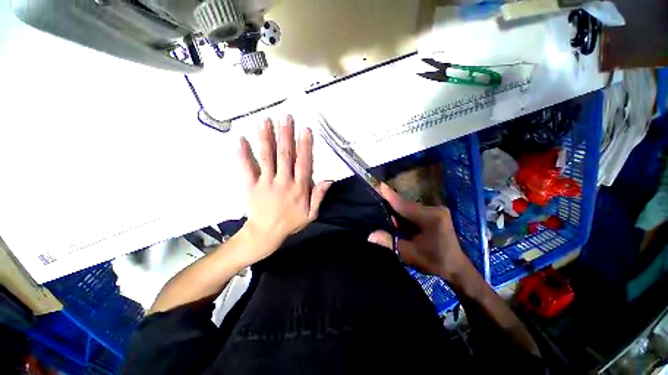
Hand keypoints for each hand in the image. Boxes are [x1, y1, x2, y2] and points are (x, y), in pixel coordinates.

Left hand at [238, 116, 331, 260]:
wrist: (266, 233)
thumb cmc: (291, 222)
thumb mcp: (311, 214)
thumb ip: (319, 196)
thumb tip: (328, 180)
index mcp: (299, 188)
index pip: (303, 163)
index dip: (305, 146)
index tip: (304, 130)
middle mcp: (284, 182)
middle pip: (285, 155)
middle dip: (285, 135)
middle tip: (285, 117)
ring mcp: (266, 183)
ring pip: (266, 157)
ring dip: (266, 138)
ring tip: (265, 121)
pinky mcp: (250, 186)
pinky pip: (246, 168)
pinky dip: (243, 154)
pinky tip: (240, 139)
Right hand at [367, 184, 468, 280]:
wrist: (456, 268)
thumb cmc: (434, 262)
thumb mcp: (410, 254)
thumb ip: (390, 242)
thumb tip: (371, 235)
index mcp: (430, 218)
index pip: (404, 205)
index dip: (390, 196)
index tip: (380, 185)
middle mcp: (435, 210)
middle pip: (407, 205)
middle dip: (392, 205)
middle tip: (377, 203)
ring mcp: (437, 210)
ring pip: (411, 208)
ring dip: (399, 211)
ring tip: (386, 212)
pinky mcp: (437, 214)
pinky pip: (416, 211)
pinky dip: (406, 215)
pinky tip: (399, 220)